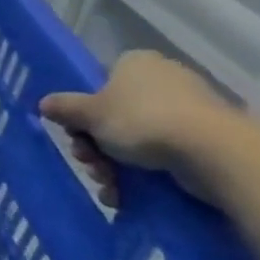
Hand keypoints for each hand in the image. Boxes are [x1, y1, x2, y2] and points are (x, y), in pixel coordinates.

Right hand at [39, 50, 232, 206]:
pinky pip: (166, 154)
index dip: (84, 112)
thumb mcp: (90, 114)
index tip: (77, 135)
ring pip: (138, 139)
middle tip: (90, 164)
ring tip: (110, 188)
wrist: (215, 152)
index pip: (100, 83)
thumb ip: (65, 108)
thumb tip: (44, 103)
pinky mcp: (210, 140)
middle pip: (116, 115)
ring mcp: (191, 110)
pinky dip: (145, 175)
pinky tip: (129, 196)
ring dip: (115, 166)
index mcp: (135, 63)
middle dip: (97, 146)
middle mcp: (164, 79)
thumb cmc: (142, 120)